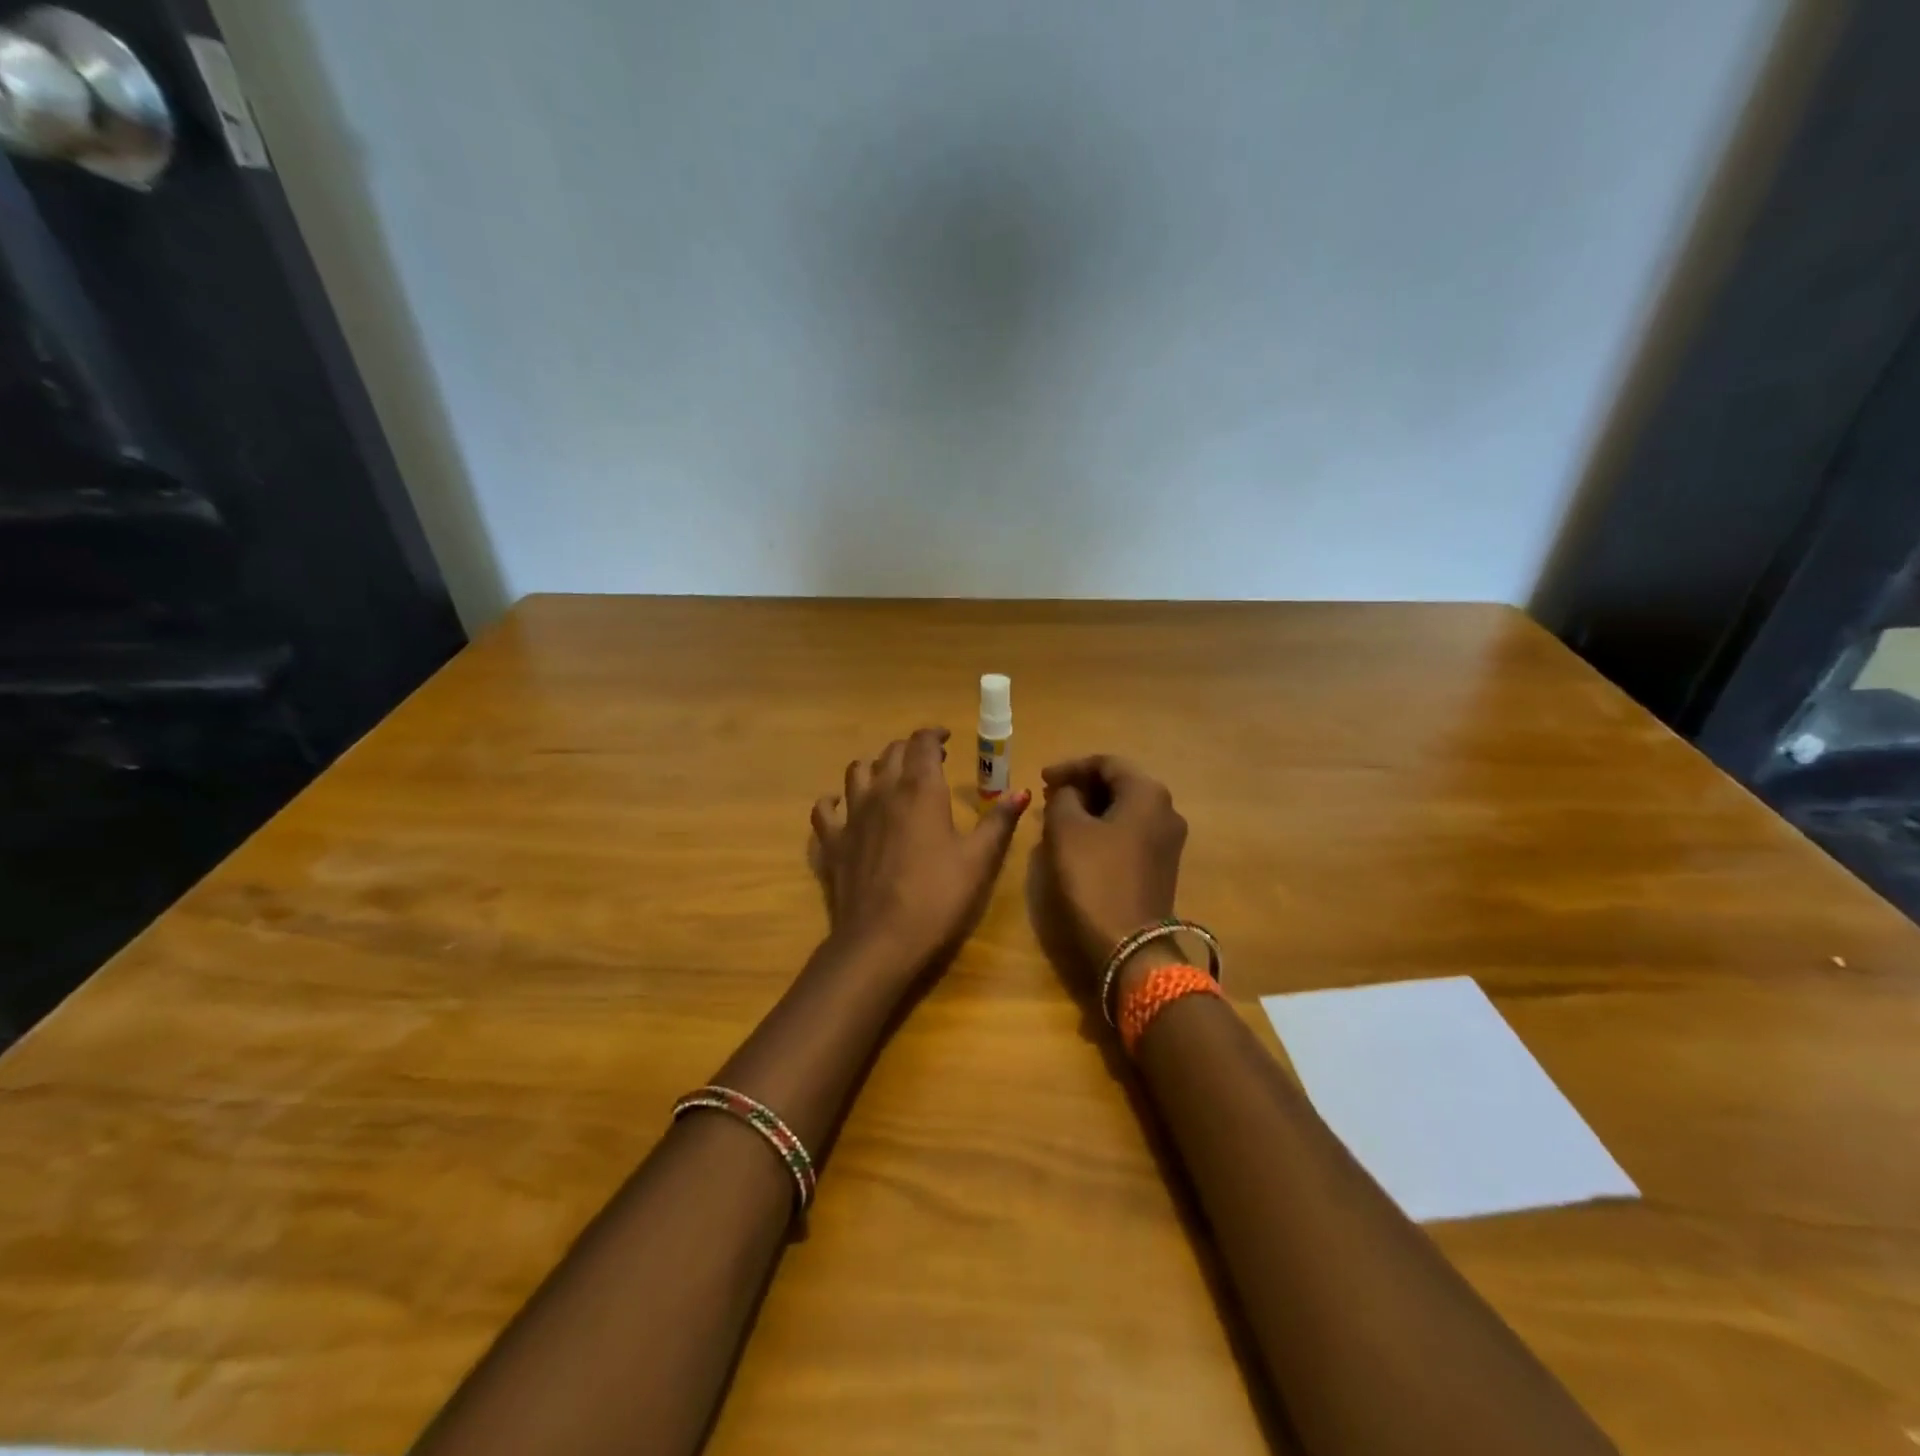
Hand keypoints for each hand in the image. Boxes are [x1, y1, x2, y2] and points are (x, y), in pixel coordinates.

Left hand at [810, 727, 1030, 984]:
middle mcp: (883, 791)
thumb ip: (999, 821)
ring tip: (888, 778)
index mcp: (921, 789)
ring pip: (856, 772)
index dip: (934, 734)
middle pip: (891, 753)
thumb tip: (1021, 791)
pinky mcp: (832, 842)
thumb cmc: (938, 896)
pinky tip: (841, 806)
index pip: (923, 743)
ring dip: (874, 767)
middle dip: (910, 749)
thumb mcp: (979, 859)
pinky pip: (825, 809)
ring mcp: (852, 815)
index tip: (946, 738)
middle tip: (928, 761)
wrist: (881, 939)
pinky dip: (833, 801)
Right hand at [1035, 756, 1187, 988]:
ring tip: (1058, 818)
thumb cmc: (1094, 877)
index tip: (1041, 778)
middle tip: (1048, 796)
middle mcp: (1166, 810)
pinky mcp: (1162, 866)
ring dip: (1091, 809)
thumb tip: (1070, 794)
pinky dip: (1103, 829)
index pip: (1106, 763)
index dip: (1070, 767)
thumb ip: (1063, 798)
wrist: (1129, 945)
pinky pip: (1129, 833)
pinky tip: (1078, 841)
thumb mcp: (1065, 829)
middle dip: (1081, 787)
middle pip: (1120, 784)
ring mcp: (1168, 841)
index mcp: (1147, 793)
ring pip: (1124, 810)